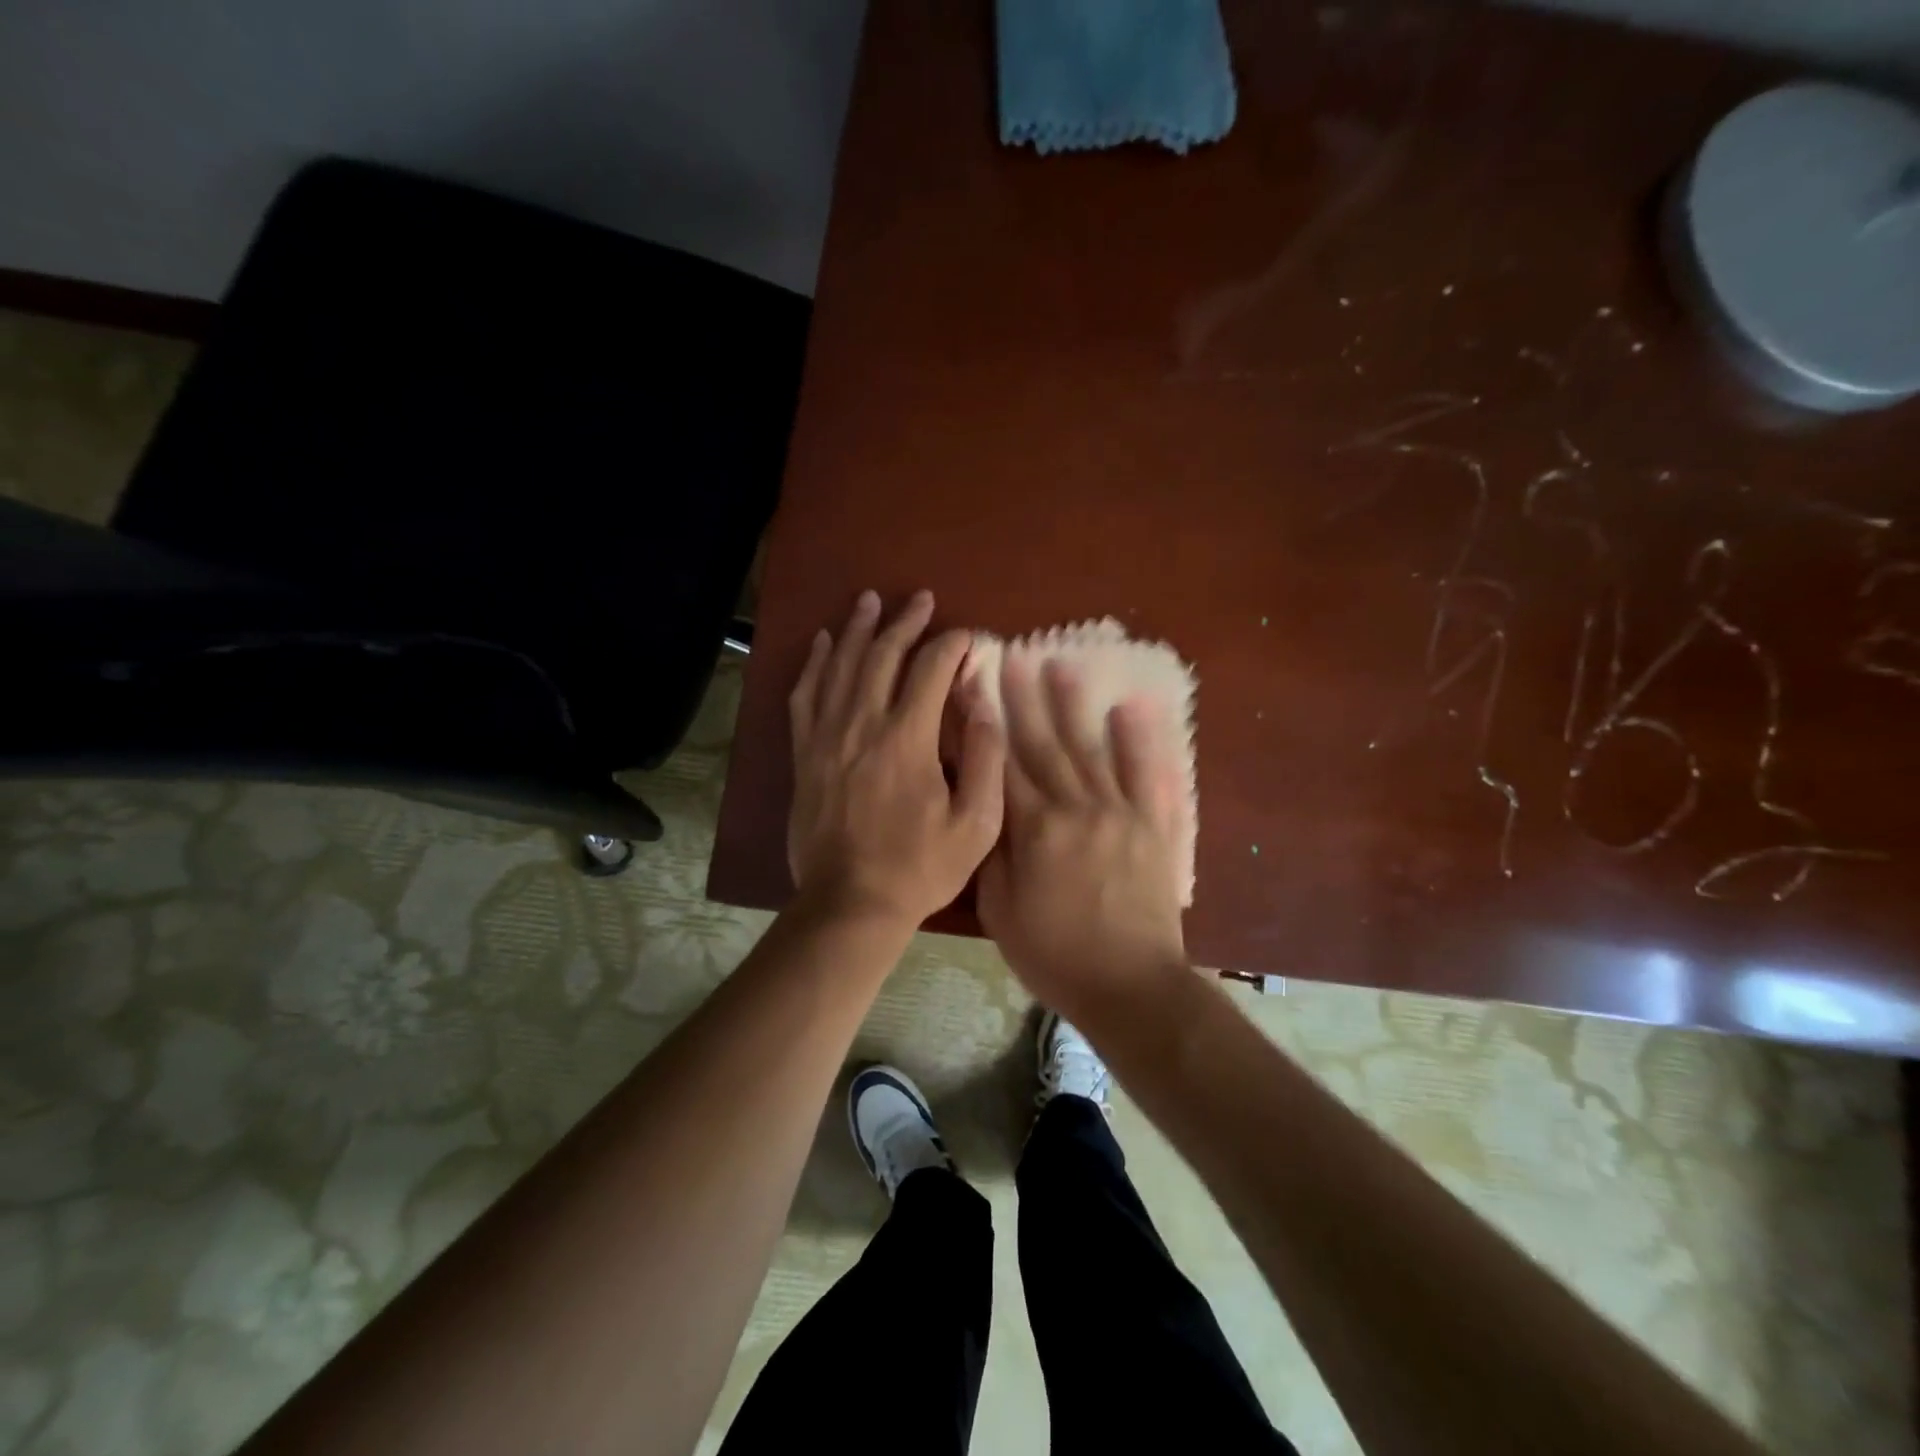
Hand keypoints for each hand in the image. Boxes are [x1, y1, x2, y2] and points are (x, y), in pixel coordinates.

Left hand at [787, 589, 1005, 929]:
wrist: (850, 903)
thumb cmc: (919, 868)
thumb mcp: (975, 824)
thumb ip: (985, 760)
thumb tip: (984, 706)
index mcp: (907, 739)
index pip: (931, 670)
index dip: (952, 645)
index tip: (968, 636)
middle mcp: (863, 725)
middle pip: (882, 656)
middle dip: (904, 622)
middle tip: (920, 599)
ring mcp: (827, 737)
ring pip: (840, 666)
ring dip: (857, 629)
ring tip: (869, 600)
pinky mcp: (805, 755)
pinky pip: (805, 696)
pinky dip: (815, 664)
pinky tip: (823, 643)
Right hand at [978, 658, 1187, 1022]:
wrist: (1130, 984)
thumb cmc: (1055, 954)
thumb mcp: (1001, 911)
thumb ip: (992, 854)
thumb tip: (984, 806)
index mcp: (1034, 829)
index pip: (1002, 764)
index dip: (986, 724)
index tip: (974, 689)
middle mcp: (1075, 807)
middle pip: (1044, 744)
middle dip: (1024, 699)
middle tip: (1014, 657)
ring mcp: (1119, 811)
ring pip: (1091, 748)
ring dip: (1073, 705)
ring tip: (1060, 664)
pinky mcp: (1153, 824)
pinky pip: (1147, 773)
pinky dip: (1139, 739)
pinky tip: (1130, 707)